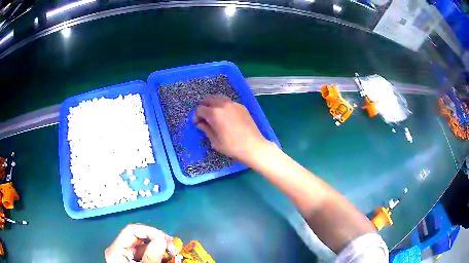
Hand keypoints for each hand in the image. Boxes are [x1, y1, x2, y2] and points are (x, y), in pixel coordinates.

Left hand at [105, 224, 171, 262]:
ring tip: (173, 252)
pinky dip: (157, 254)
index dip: (150, 231)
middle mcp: (119, 250)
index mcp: (117, 250)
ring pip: (143, 245)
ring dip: (159, 247)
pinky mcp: (132, 261)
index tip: (167, 240)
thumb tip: (161, 239)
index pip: (132, 230)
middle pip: (138, 237)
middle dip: (157, 240)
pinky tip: (166, 258)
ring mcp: (125, 256)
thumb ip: (151, 256)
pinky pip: (145, 253)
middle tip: (174, 247)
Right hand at [194, 95, 269, 163]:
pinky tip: (225, 116)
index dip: (196, 116)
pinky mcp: (241, 106)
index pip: (200, 109)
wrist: (253, 146)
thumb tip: (200, 123)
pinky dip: (223, 105)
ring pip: (218, 98)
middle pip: (208, 99)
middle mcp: (223, 104)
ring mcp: (233, 104)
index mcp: (214, 113)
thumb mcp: (215, 141)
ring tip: (214, 115)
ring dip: (213, 104)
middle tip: (204, 118)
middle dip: (203, 107)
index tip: (198, 123)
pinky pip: (228, 102)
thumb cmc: (232, 146)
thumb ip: (206, 129)